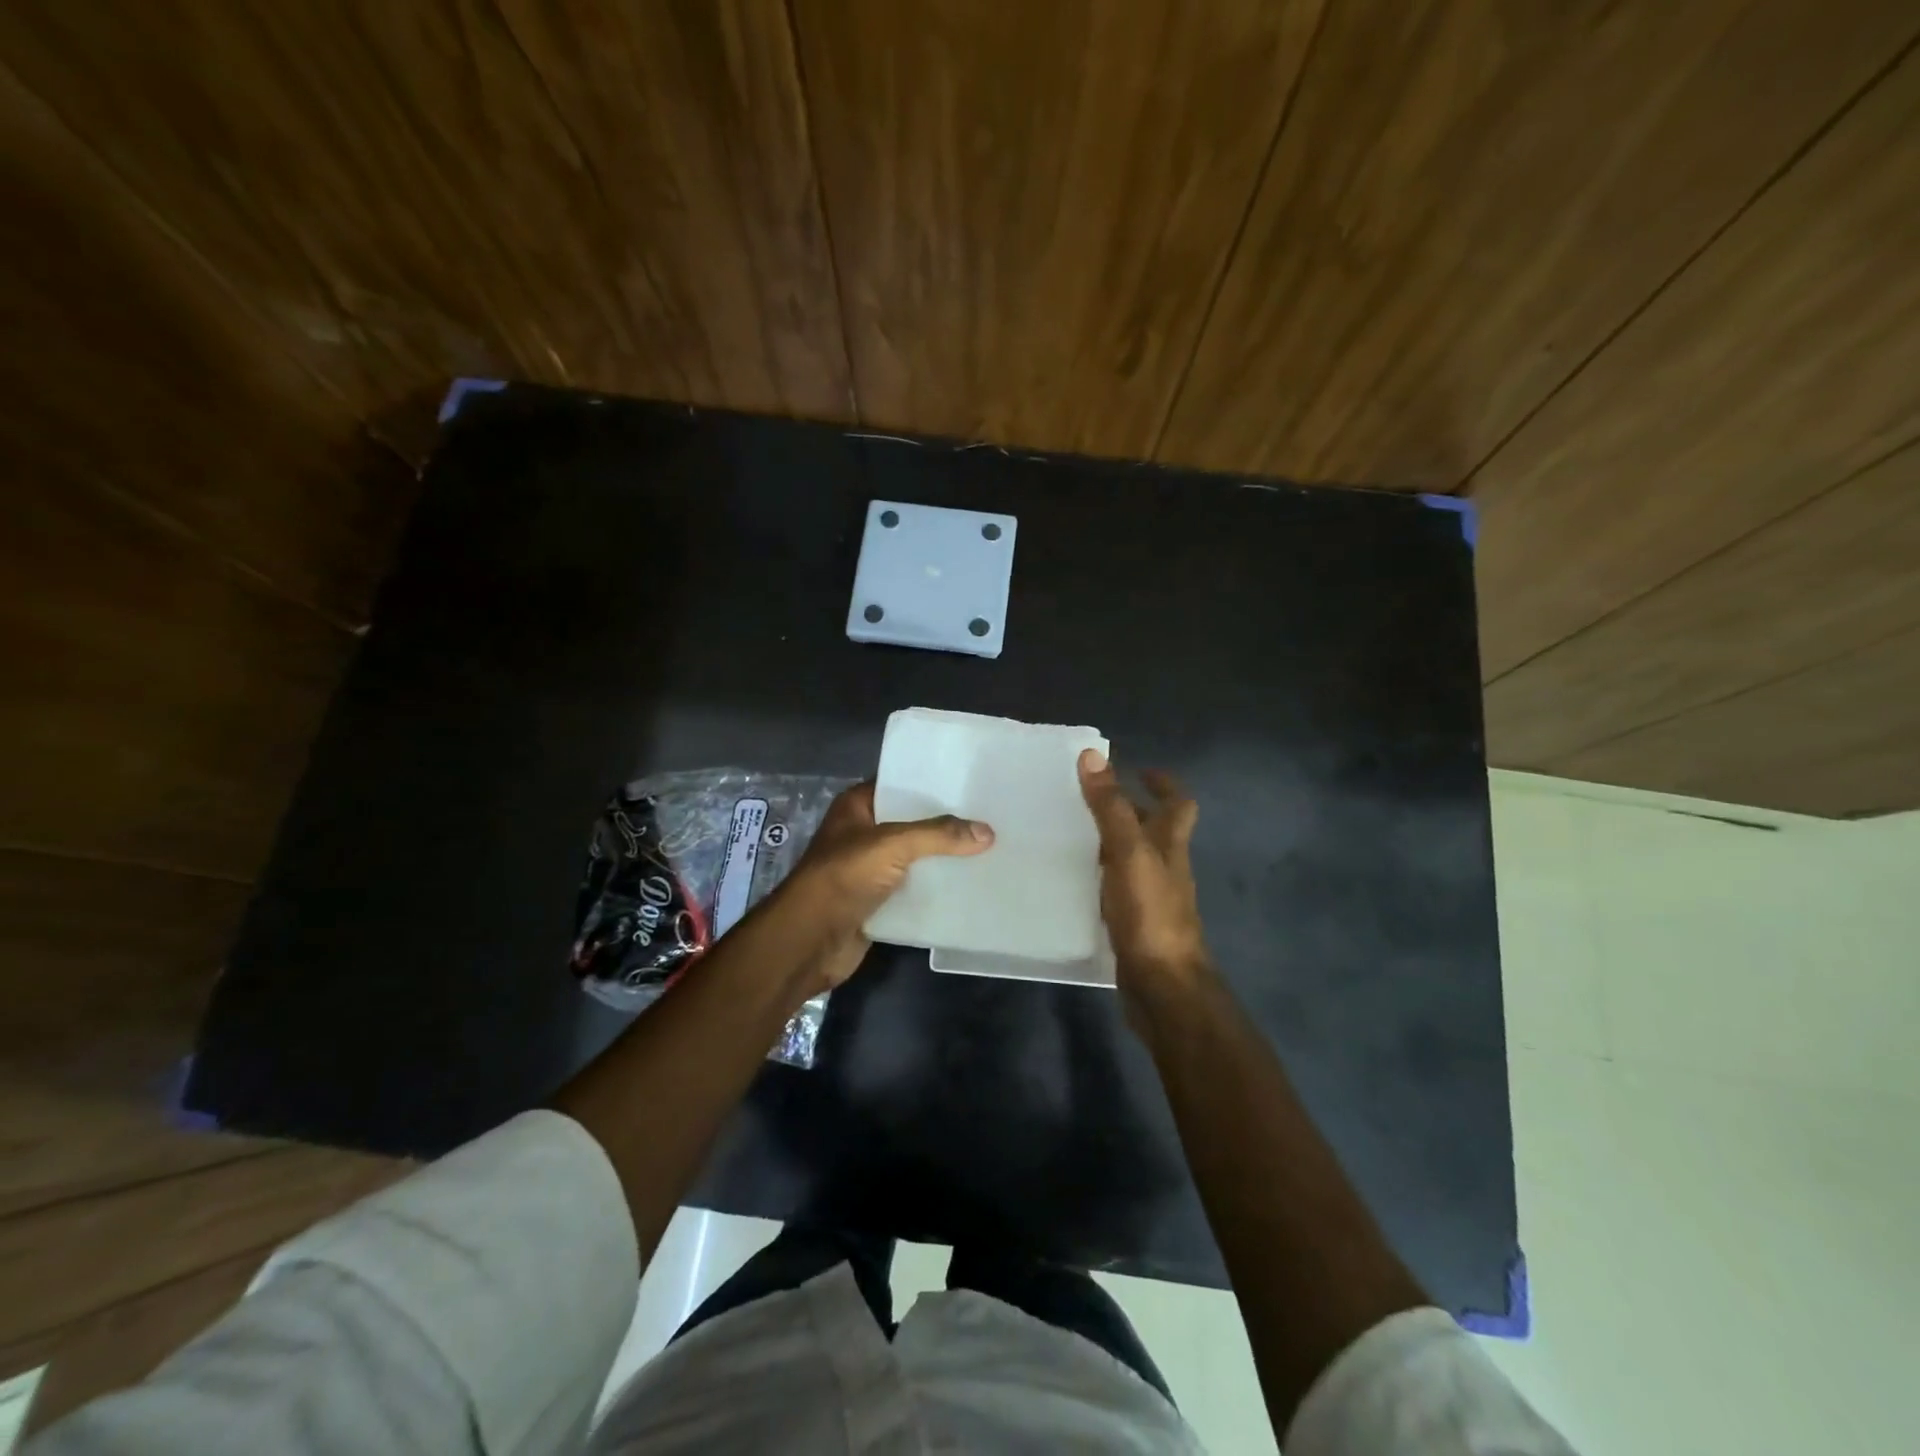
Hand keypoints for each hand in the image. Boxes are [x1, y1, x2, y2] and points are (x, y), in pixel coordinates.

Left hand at [779, 781, 993, 989]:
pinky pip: (915, 889)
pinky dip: (937, 889)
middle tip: (990, 816)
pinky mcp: (879, 901)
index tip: (971, 782)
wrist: (809, 941)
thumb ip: (938, 835)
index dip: (931, 782)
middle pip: (912, 822)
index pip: (899, 784)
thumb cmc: (842, 877)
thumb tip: (988, 832)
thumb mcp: (891, 845)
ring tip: (990, 848)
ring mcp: (870, 869)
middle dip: (946, 823)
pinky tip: (971, 885)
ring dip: (944, 858)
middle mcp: (864, 833)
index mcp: (857, 807)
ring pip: (916, 857)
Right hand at [1078, 750, 1210, 1019]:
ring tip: (1074, 832)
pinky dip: (1103, 876)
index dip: (1163, 783)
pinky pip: (1120, 887)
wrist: (1162, 986)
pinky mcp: (1136, 923)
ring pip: (1135, 859)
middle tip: (1090, 798)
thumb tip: (1093, 755)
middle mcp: (1166, 867)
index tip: (1138, 770)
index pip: (1178, 803)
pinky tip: (1077, 879)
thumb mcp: (1128, 852)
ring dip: (1113, 842)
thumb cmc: (1150, 914)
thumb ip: (1111, 807)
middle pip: (1156, 830)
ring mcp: (1153, 897)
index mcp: (1171, 845)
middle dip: (1131, 810)